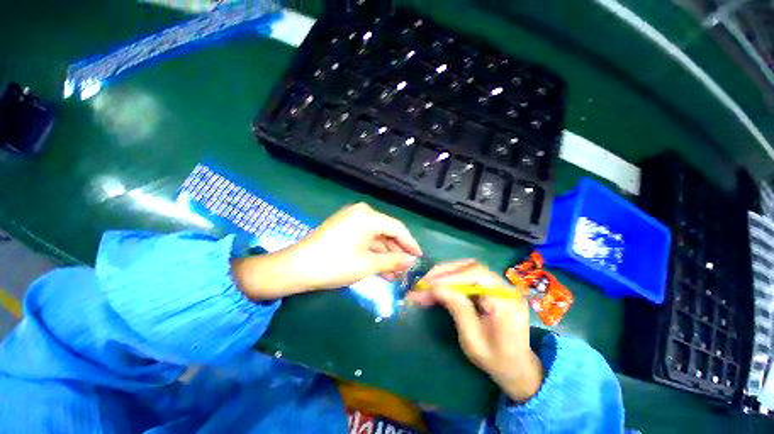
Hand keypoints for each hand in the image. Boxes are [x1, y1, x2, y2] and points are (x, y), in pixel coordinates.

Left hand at [233, 203, 421, 298]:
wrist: (296, 268)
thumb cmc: (335, 264)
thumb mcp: (368, 264)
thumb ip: (393, 261)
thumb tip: (412, 260)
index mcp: (368, 216)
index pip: (397, 228)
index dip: (410, 244)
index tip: (419, 258)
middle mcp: (361, 213)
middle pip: (386, 233)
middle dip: (396, 253)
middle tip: (405, 271)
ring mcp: (351, 221)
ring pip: (375, 238)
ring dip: (385, 256)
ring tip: (395, 275)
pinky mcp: (344, 229)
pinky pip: (365, 240)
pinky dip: (373, 254)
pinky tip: (381, 269)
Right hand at [406, 260, 542, 401]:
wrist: (517, 367)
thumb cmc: (496, 360)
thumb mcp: (473, 340)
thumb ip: (457, 309)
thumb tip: (436, 287)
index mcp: (506, 301)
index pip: (476, 275)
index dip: (450, 276)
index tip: (428, 285)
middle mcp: (504, 287)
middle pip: (471, 266)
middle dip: (443, 272)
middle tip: (423, 283)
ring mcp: (498, 284)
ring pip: (467, 268)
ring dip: (444, 273)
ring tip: (427, 283)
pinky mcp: (490, 286)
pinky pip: (467, 275)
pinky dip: (449, 278)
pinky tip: (437, 285)